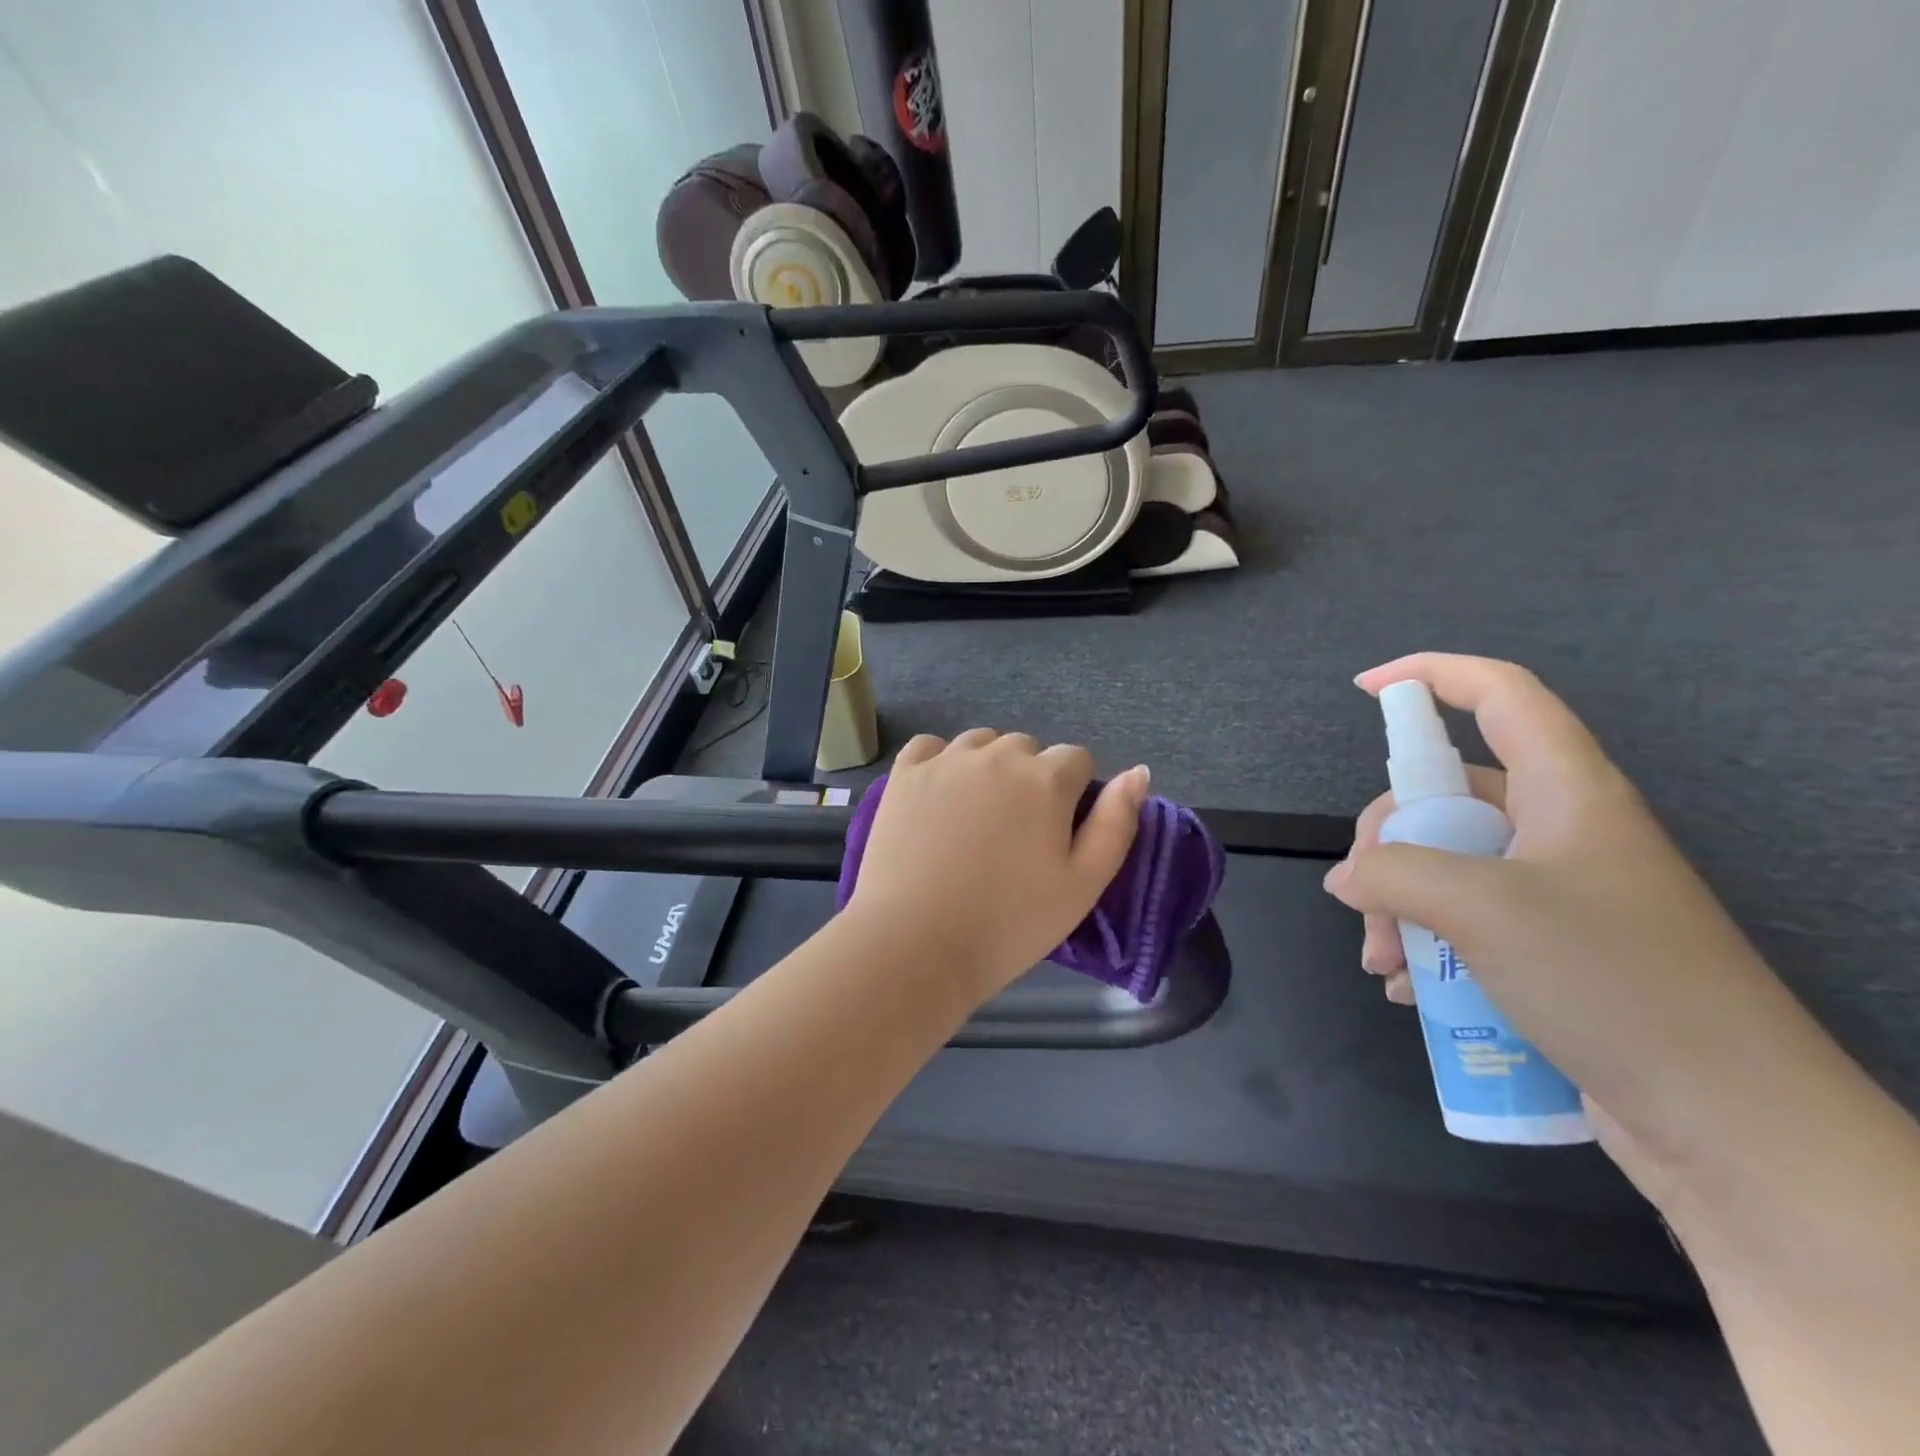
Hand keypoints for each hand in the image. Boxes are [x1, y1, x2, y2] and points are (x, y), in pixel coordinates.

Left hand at [845, 730, 1150, 998]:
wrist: (915, 944)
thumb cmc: (1009, 923)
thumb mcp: (1083, 884)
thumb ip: (1116, 823)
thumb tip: (1138, 772)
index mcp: (1046, 779)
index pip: (1076, 759)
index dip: (1073, 794)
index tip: (1055, 835)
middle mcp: (997, 755)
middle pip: (1027, 749)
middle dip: (1030, 779)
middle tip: (1015, 835)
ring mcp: (945, 761)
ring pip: (980, 743)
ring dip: (987, 768)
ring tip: (976, 819)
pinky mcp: (904, 774)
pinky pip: (930, 746)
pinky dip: (939, 761)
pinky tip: (938, 795)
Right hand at [1320, 653, 1805, 1199]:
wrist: (1733, 1127)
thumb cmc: (1614, 983)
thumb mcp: (1483, 910)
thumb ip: (1393, 874)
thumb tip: (1347, 879)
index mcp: (1568, 793)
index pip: (1500, 695)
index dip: (1431, 674)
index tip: (1363, 689)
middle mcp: (1563, 832)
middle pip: (1447, 796)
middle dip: (1387, 844)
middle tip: (1363, 900)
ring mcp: (1558, 894)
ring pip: (1445, 866)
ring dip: (1398, 907)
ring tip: (1384, 965)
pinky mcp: (1553, 951)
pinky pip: (1464, 922)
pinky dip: (1426, 947)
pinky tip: (1411, 993)